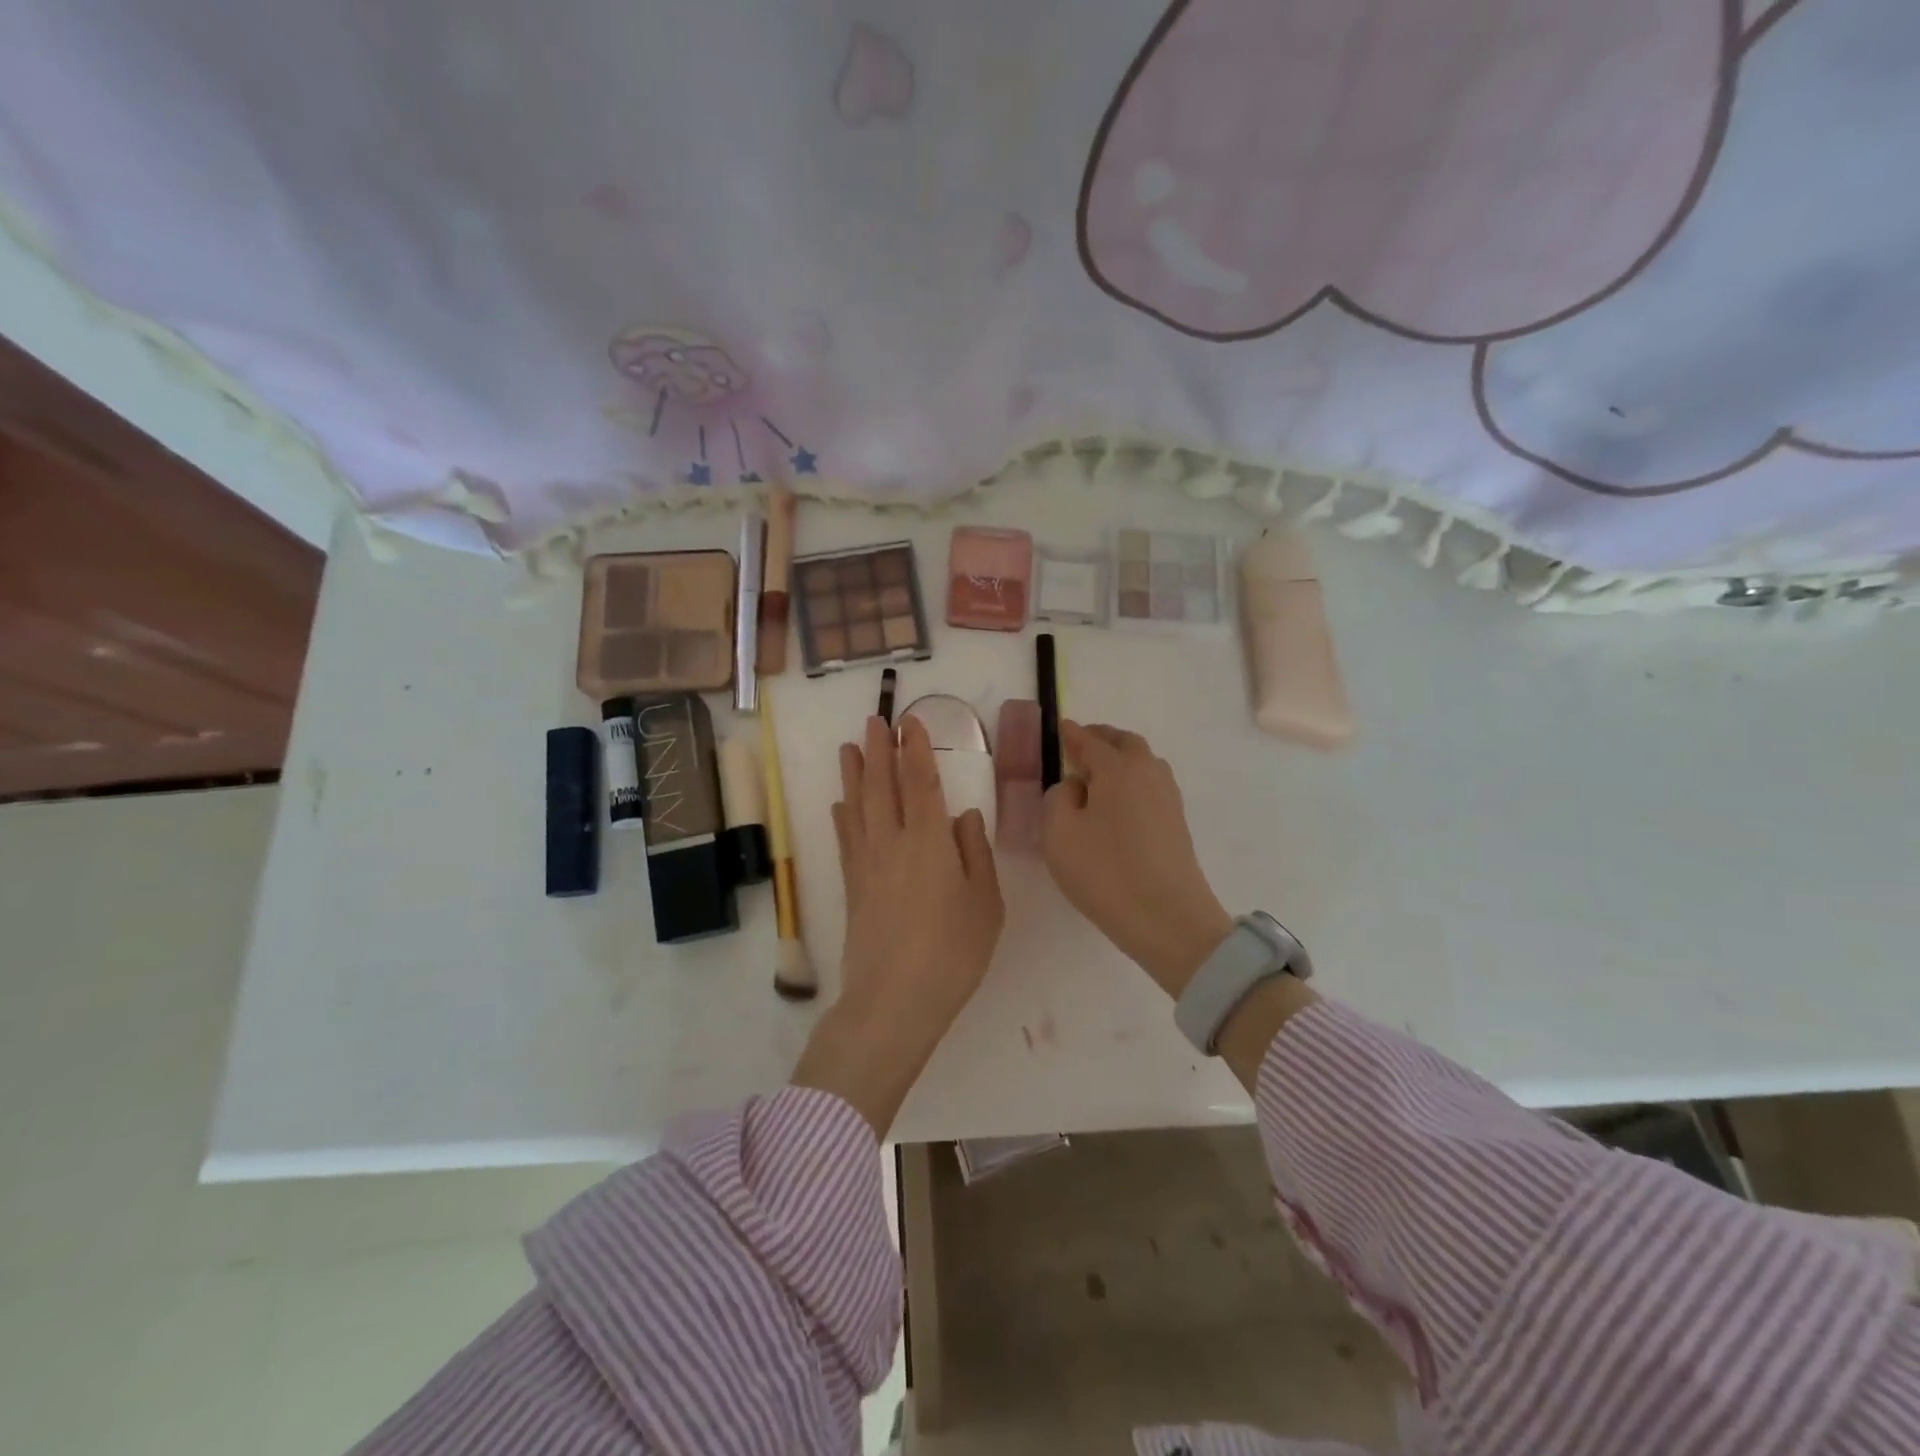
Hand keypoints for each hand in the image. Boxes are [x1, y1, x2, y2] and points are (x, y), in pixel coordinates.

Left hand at [791, 715, 1003, 1136]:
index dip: (914, 750)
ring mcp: (866, 863)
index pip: (919, 782)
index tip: (909, 723)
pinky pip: (845, 839)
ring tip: (849, 747)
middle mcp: (892, 841)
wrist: (895, 998)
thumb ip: (975, 852)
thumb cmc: (953, 950)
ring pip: (856, 806)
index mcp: (929, 840)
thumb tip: (965, 817)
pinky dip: (842, 816)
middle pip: (880, 785)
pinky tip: (839, 805)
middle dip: (878, 749)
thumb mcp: (985, 902)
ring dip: (853, 773)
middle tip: (874, 720)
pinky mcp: (851, 886)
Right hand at [1041, 721, 1234, 997]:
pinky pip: (1149, 785)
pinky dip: (1131, 781)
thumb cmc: (1106, 872)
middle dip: (1100, 739)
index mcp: (1117, 767)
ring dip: (1119, 759)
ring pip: (1142, 762)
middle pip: (1123, 743)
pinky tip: (1117, 803)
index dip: (1070, 734)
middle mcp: (1147, 771)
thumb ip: (1058, 798)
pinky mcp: (1176, 821)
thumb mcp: (1059, 834)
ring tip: (1095, 776)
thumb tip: (1075, 786)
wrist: (1168, 919)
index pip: (1089, 740)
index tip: (1058, 728)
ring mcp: (1167, 796)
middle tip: (1078, 748)